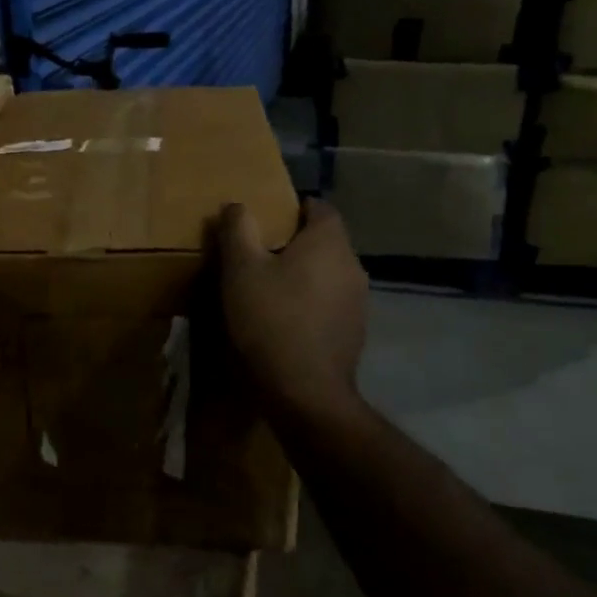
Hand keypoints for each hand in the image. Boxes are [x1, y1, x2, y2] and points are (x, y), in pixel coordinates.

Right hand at [216, 199, 368, 423]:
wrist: (305, 391)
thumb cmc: (271, 319)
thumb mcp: (240, 269)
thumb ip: (237, 229)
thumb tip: (237, 205)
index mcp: (329, 242)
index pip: (320, 207)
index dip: (295, 208)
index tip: (267, 219)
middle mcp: (352, 265)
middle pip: (325, 241)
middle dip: (296, 242)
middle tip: (260, 253)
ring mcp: (359, 300)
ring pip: (329, 273)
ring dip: (304, 274)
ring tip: (270, 288)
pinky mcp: (355, 331)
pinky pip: (331, 302)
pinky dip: (311, 302)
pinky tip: (287, 319)